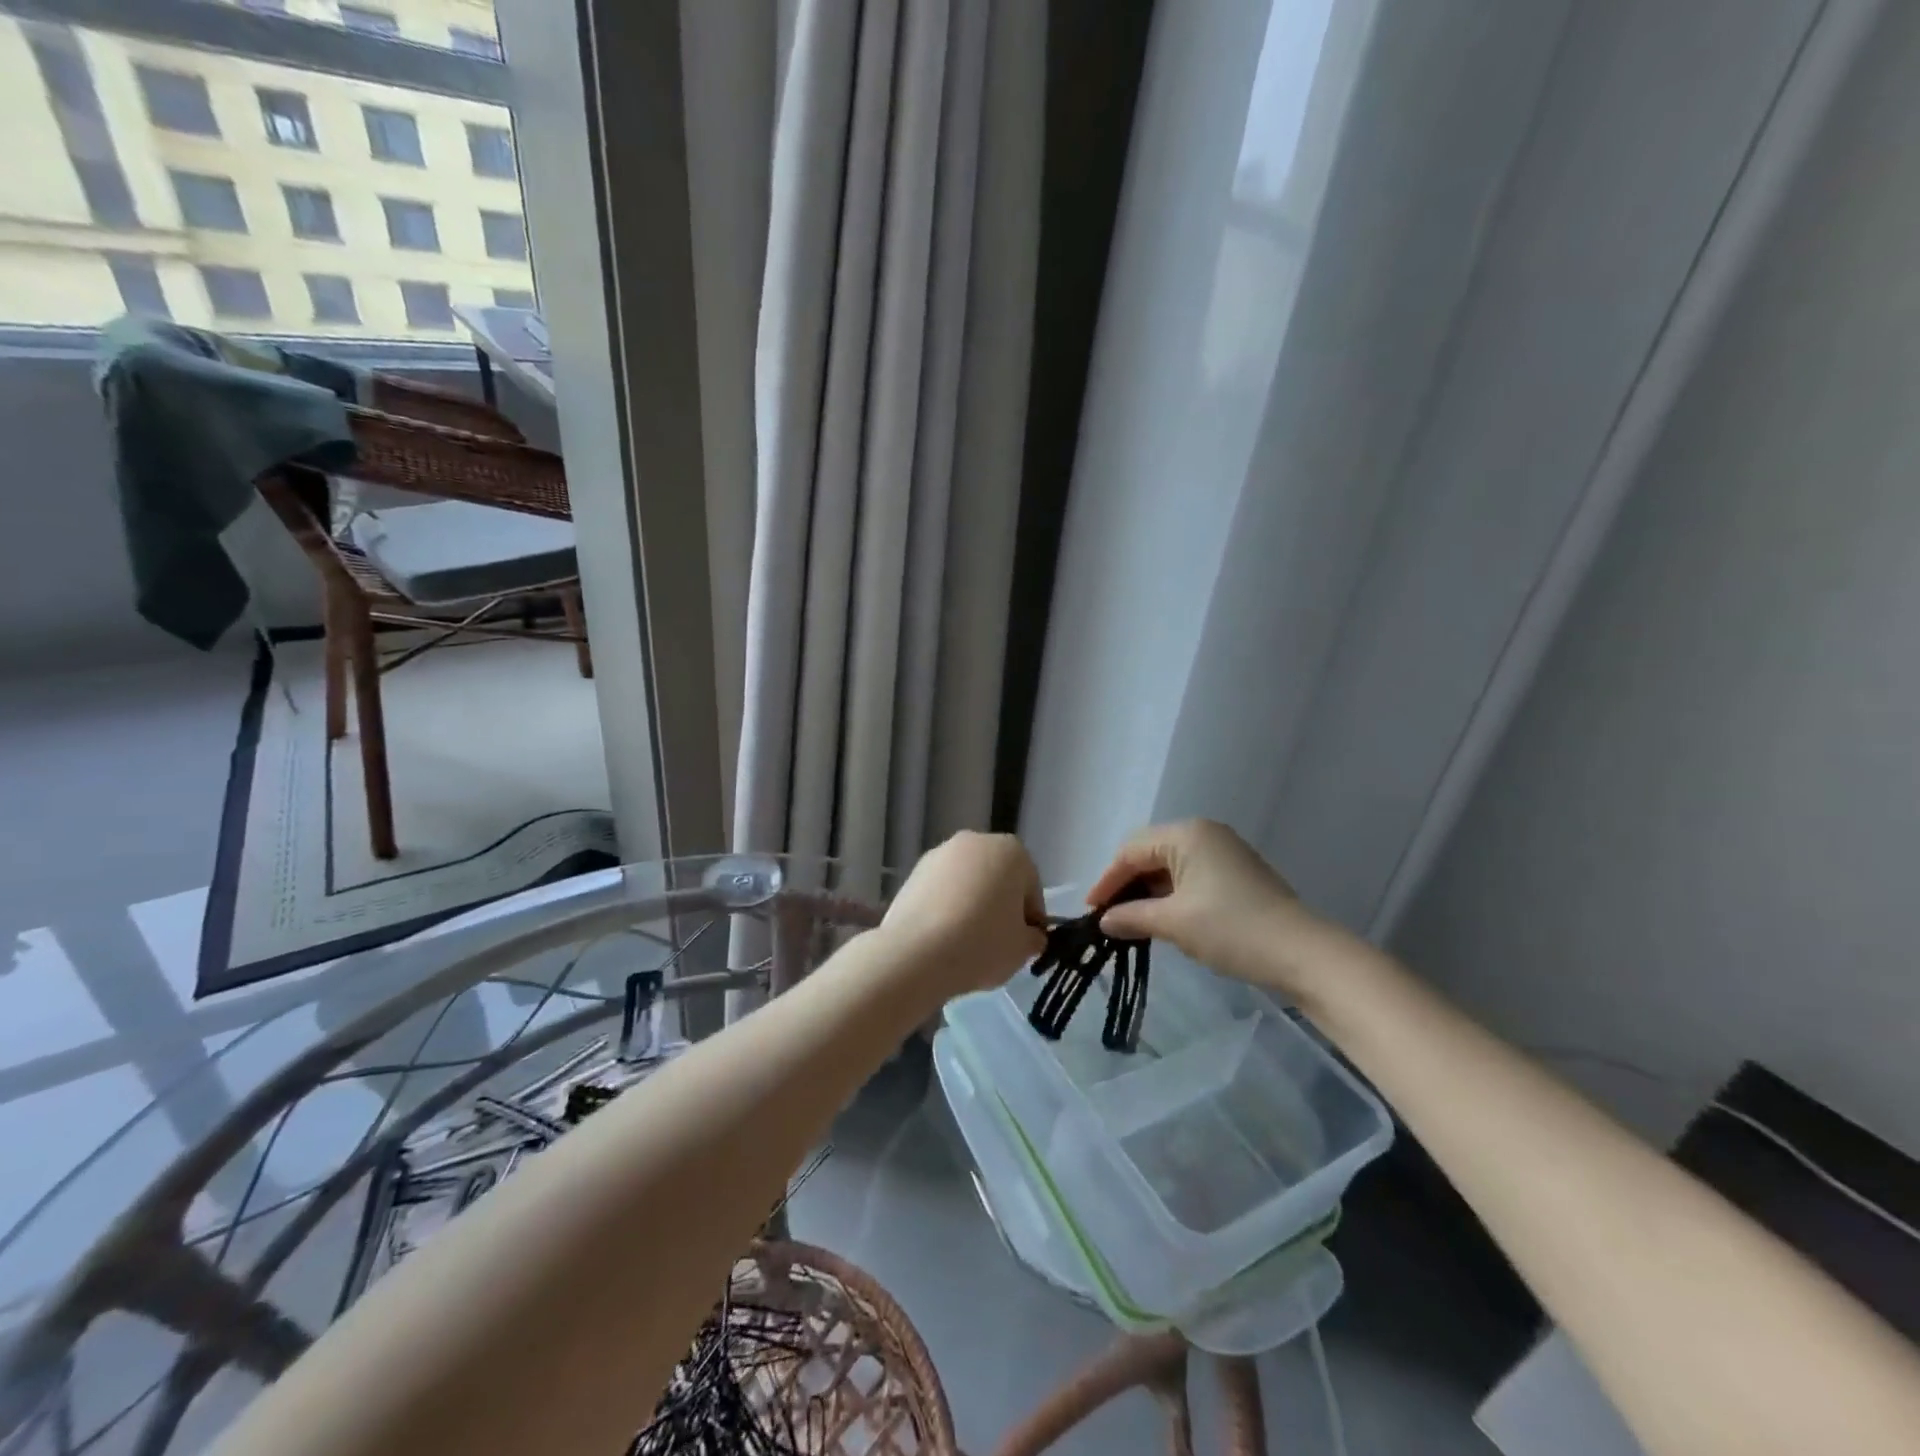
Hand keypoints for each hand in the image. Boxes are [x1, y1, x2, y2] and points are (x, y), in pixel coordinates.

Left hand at [881, 832, 1046, 995]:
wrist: (916, 953)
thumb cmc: (982, 944)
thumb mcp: (1023, 948)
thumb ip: (1034, 937)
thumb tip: (1029, 935)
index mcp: (1012, 851)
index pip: (1031, 887)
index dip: (1030, 919)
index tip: (1022, 944)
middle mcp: (976, 841)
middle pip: (997, 878)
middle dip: (999, 906)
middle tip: (995, 943)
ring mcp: (940, 854)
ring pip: (967, 883)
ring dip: (970, 905)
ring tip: (964, 943)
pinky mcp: (913, 872)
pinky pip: (940, 891)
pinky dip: (945, 908)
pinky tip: (941, 937)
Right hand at [1088, 820, 1336, 996]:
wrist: (1303, 954)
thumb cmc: (1231, 928)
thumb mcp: (1174, 923)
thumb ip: (1132, 917)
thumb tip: (1104, 921)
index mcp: (1187, 834)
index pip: (1131, 851)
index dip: (1107, 881)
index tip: (1090, 911)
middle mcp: (1204, 833)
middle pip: (1149, 853)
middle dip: (1126, 885)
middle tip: (1108, 917)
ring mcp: (1224, 852)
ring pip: (1170, 866)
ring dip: (1148, 892)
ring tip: (1131, 922)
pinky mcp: (1237, 874)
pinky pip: (1191, 876)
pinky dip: (1171, 896)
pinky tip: (1163, 919)